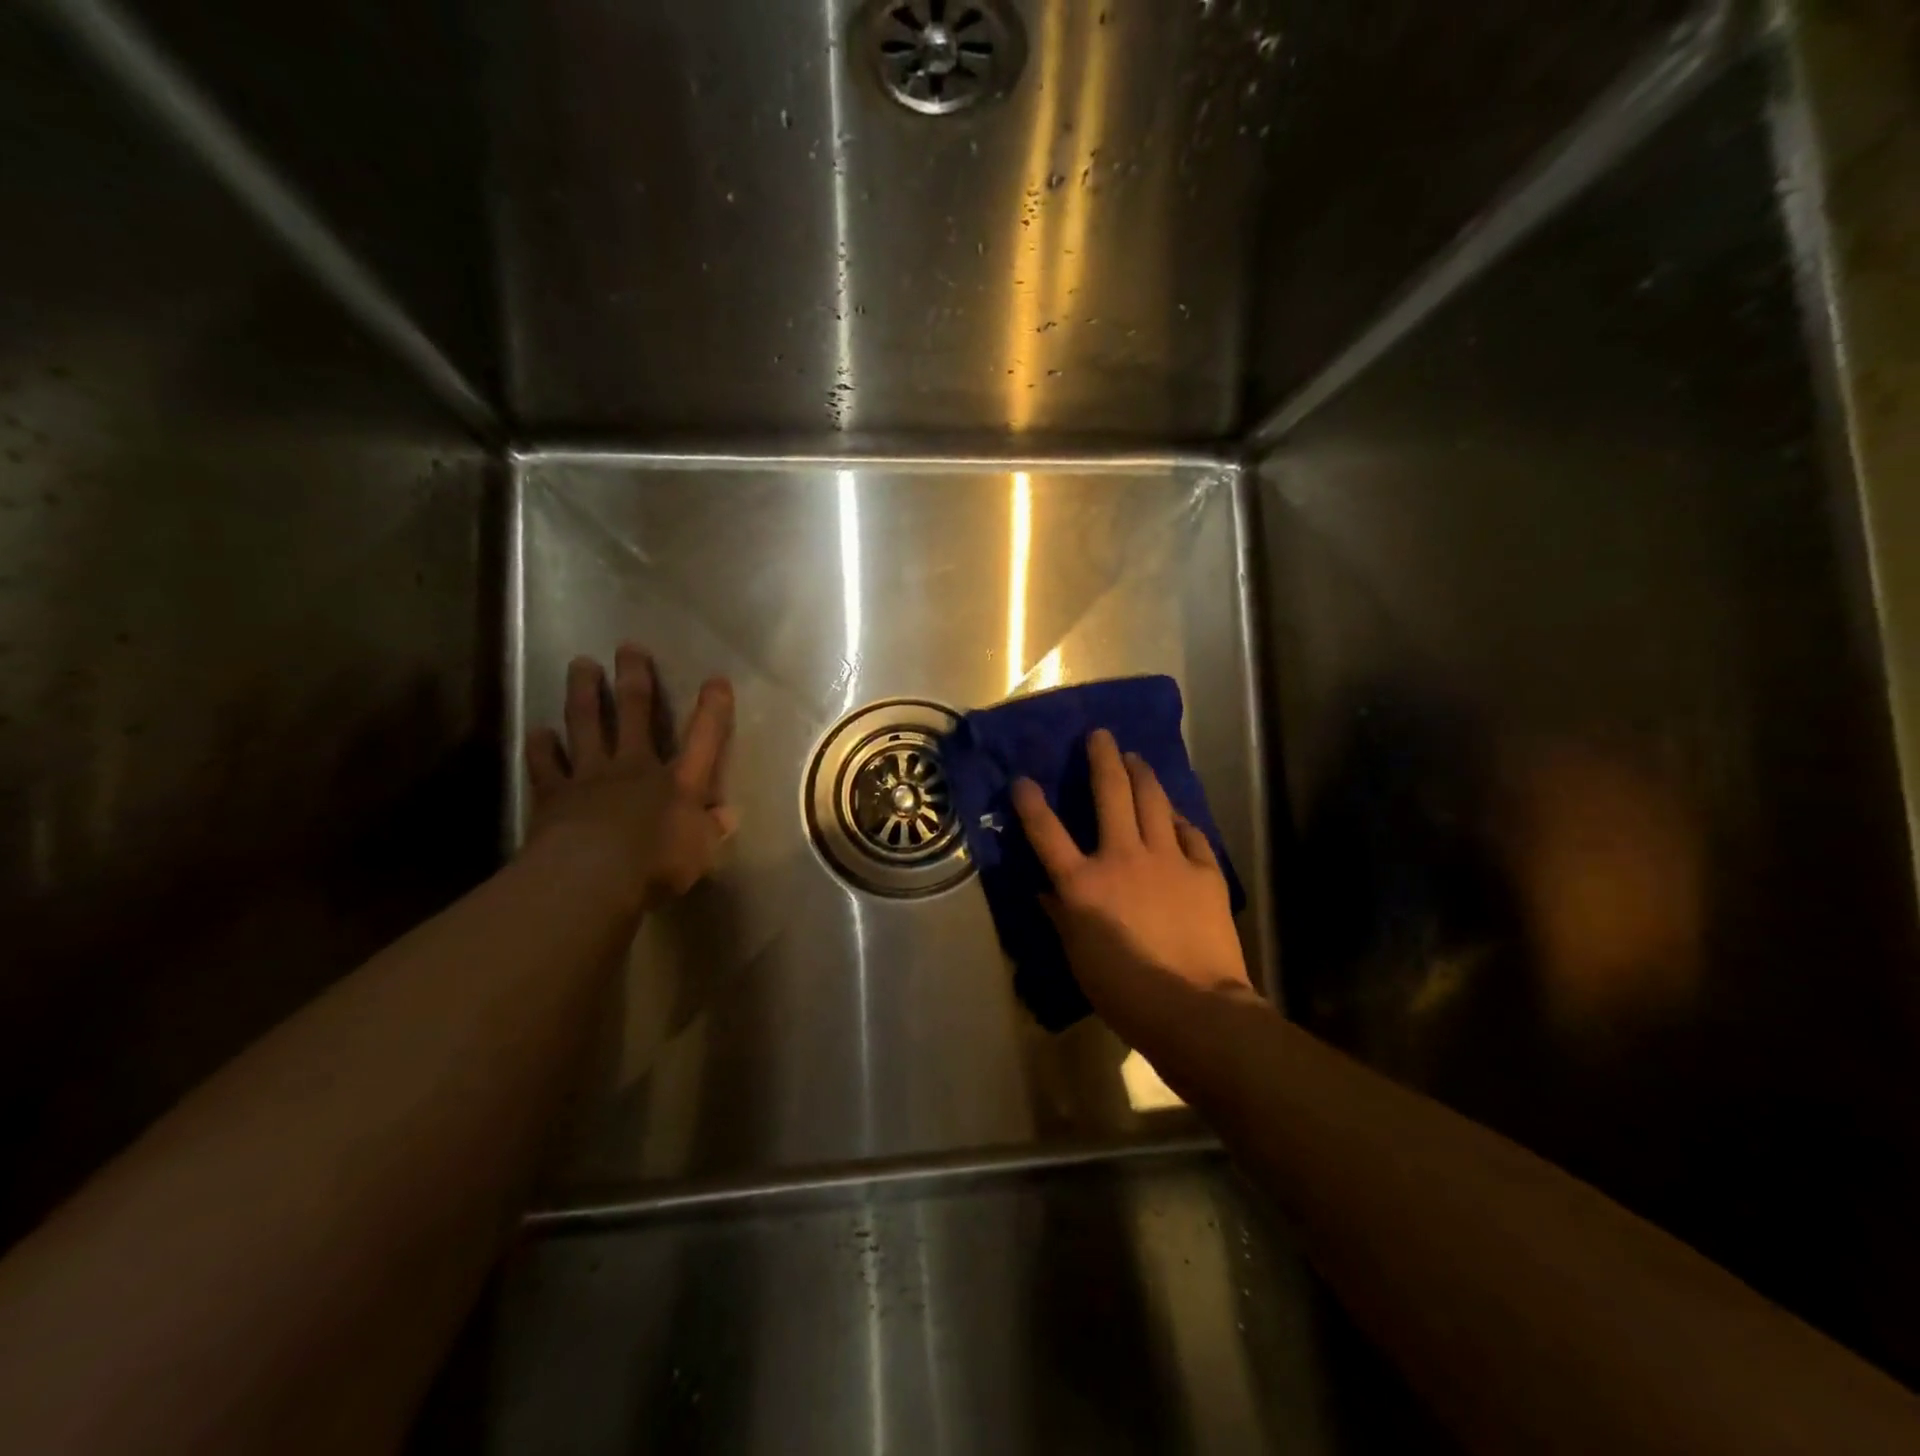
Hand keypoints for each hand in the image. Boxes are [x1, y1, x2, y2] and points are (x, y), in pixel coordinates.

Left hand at [524, 644, 735, 915]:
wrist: (591, 878)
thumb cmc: (657, 866)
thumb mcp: (700, 853)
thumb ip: (711, 830)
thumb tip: (726, 815)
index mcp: (678, 781)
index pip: (703, 738)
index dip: (712, 708)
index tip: (716, 680)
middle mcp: (635, 767)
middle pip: (635, 711)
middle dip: (634, 677)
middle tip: (628, 647)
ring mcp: (590, 776)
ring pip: (586, 722)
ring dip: (583, 691)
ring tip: (580, 663)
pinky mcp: (554, 793)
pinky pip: (544, 763)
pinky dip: (540, 746)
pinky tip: (537, 731)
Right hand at [1011, 729, 1255, 1039]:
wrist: (1195, 1008)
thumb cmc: (1125, 992)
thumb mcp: (1079, 958)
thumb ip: (1062, 917)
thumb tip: (1047, 891)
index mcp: (1084, 883)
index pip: (1047, 833)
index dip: (1031, 802)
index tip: (1022, 779)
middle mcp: (1122, 857)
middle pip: (1110, 794)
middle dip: (1102, 758)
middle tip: (1100, 735)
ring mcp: (1167, 859)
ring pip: (1153, 801)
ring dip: (1142, 774)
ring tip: (1136, 758)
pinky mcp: (1204, 871)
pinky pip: (1190, 833)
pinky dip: (1178, 819)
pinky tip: (1174, 813)